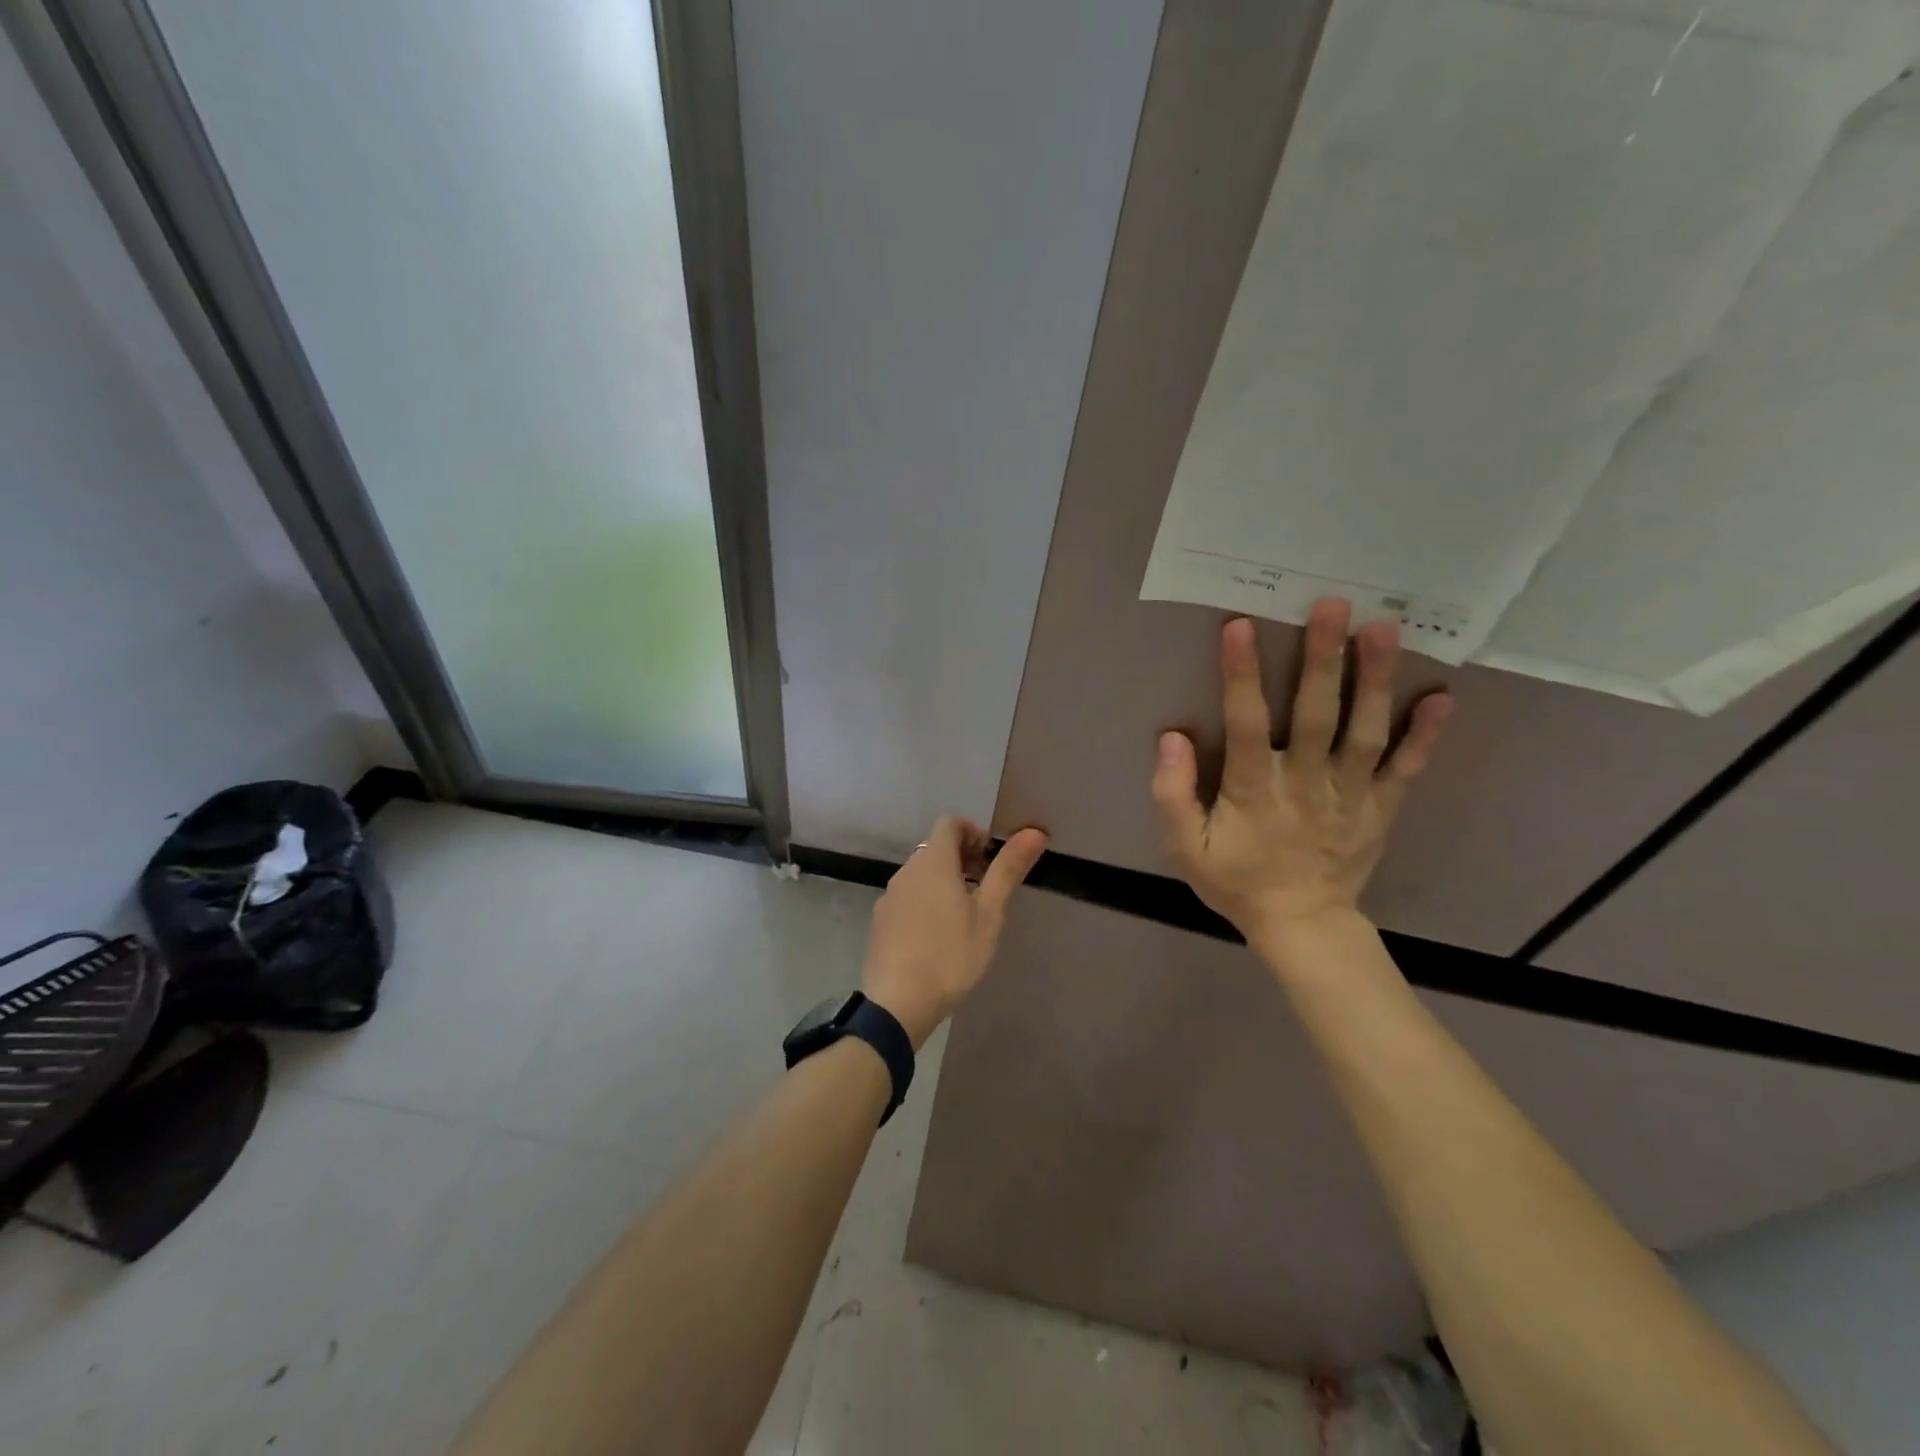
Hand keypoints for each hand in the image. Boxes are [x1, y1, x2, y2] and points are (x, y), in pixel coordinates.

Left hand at [862, 817, 1048, 1047]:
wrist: (898, 1003)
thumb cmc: (951, 954)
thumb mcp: (989, 913)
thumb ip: (1008, 870)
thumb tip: (1034, 832)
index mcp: (932, 862)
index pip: (950, 823)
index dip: (974, 833)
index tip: (991, 861)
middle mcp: (906, 871)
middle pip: (935, 849)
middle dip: (963, 860)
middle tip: (986, 892)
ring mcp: (889, 897)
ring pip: (921, 876)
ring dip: (944, 883)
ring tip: (965, 918)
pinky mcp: (880, 923)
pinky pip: (907, 899)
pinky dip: (926, 903)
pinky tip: (938, 939)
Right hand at [1150, 600, 1451, 967]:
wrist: (1301, 924)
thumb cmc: (1238, 880)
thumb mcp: (1186, 847)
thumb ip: (1172, 794)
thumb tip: (1171, 738)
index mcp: (1254, 790)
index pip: (1246, 723)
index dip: (1241, 675)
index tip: (1241, 627)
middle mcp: (1306, 782)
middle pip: (1316, 715)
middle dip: (1323, 659)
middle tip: (1333, 606)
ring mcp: (1351, 794)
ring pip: (1366, 731)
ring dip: (1375, 680)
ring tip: (1384, 630)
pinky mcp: (1381, 807)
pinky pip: (1407, 768)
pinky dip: (1426, 735)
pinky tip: (1442, 697)